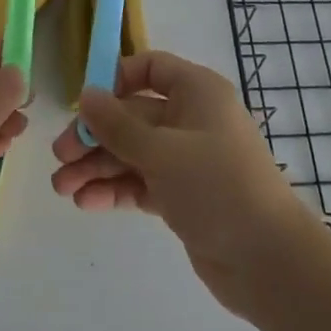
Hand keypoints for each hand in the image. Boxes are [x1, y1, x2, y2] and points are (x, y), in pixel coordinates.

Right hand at [50, 51, 318, 316]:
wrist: (270, 262)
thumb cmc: (217, 186)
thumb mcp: (161, 151)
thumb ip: (117, 125)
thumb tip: (85, 94)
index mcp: (196, 91)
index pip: (150, 68)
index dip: (116, 79)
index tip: (85, 103)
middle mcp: (192, 119)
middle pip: (133, 115)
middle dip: (96, 135)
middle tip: (60, 156)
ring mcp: (188, 160)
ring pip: (133, 152)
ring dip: (98, 166)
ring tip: (62, 188)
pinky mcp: (184, 197)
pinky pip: (142, 183)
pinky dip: (115, 189)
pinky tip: (86, 202)